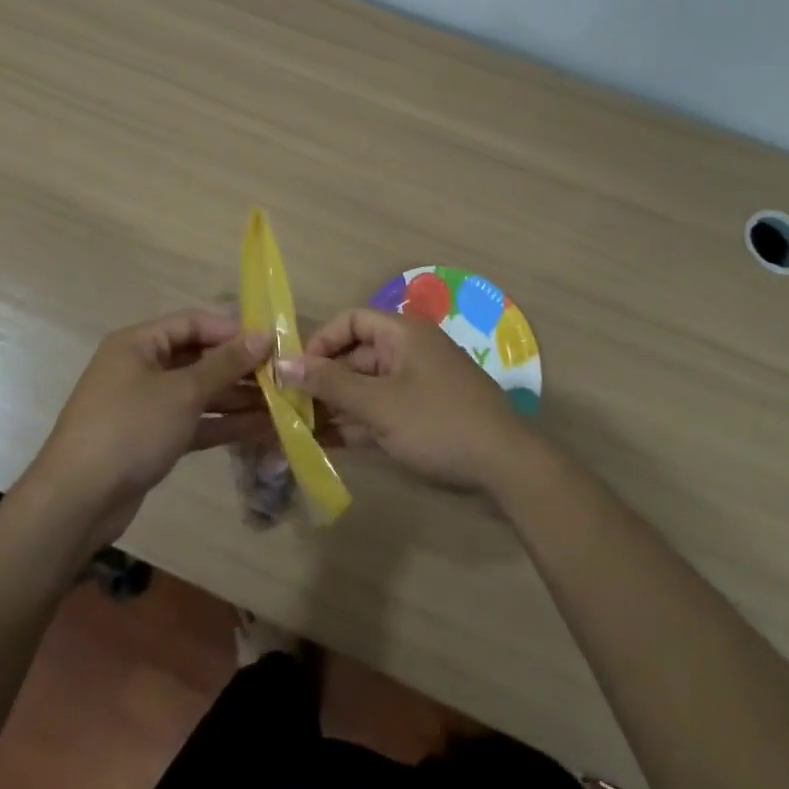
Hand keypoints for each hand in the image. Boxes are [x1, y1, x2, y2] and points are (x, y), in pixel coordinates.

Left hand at [28, 309, 272, 547]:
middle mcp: (141, 367)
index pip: (194, 322)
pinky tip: (260, 429)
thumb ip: (225, 364)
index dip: (232, 330)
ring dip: (237, 399)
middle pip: (199, 358)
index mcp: (139, 343)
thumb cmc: (130, 429)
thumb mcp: (182, 392)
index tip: (271, 343)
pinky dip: (222, 424)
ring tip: (282, 405)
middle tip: (283, 377)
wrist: (75, 503)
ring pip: (199, 393)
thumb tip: (263, 336)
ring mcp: (146, 406)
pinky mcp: (151, 440)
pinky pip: (193, 422)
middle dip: (240, 368)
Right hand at [275, 308, 531, 491]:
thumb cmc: (439, 424)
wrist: (508, 468)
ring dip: (336, 406)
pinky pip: (381, 409)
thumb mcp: (379, 405)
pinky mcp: (423, 414)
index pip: (351, 320)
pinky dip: (357, 423)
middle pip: (356, 355)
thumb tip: (281, 362)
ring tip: (300, 431)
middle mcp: (409, 351)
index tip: (295, 372)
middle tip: (290, 409)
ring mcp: (418, 383)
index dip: (320, 342)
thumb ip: (330, 384)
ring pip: (366, 387)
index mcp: (403, 333)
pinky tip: (328, 445)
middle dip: (323, 380)